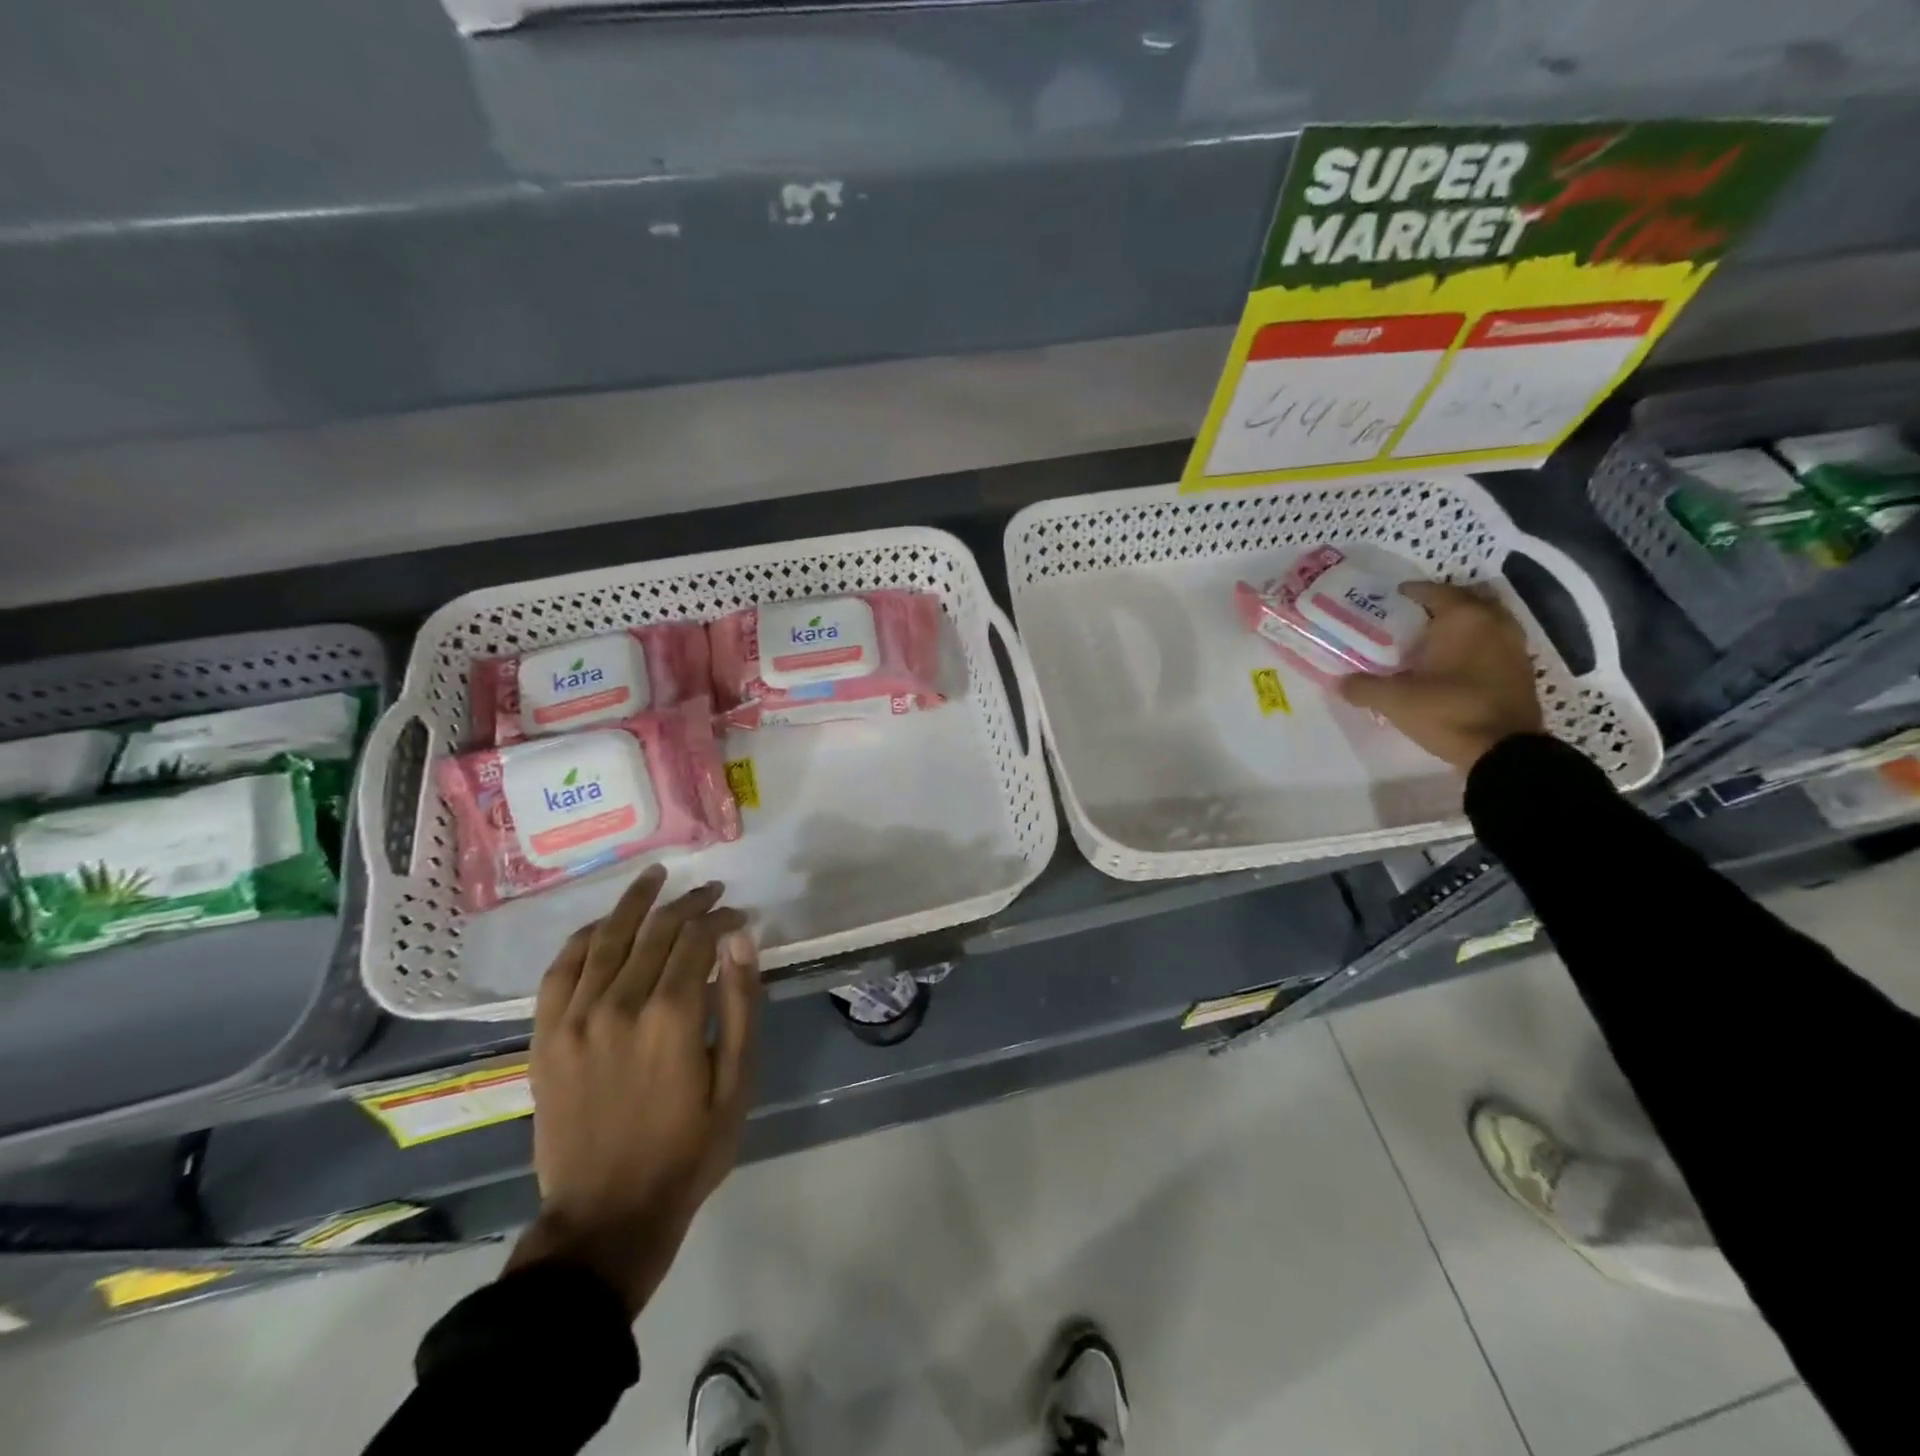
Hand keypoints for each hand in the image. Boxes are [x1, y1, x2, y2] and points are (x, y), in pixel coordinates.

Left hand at [506, 866, 761, 1315]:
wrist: (606, 1217)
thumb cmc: (688, 1151)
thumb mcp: (736, 1082)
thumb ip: (740, 1005)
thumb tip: (741, 939)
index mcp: (672, 1016)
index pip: (698, 940)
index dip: (722, 919)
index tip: (739, 915)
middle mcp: (620, 1004)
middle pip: (656, 931)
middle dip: (689, 904)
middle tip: (711, 891)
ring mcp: (575, 1018)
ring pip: (607, 938)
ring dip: (635, 903)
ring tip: (656, 876)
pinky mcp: (546, 1037)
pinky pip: (560, 970)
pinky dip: (583, 938)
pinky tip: (602, 923)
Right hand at [1338, 581, 1545, 771]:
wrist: (1504, 751)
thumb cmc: (1448, 711)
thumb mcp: (1394, 700)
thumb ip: (1363, 687)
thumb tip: (1340, 682)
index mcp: (1464, 618)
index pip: (1434, 591)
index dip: (1409, 593)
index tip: (1389, 599)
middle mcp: (1494, 623)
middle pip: (1464, 602)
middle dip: (1438, 607)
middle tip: (1409, 620)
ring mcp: (1513, 646)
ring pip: (1483, 623)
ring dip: (1460, 627)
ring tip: (1430, 642)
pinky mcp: (1521, 670)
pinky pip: (1493, 644)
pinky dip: (1474, 646)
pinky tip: (1452, 665)